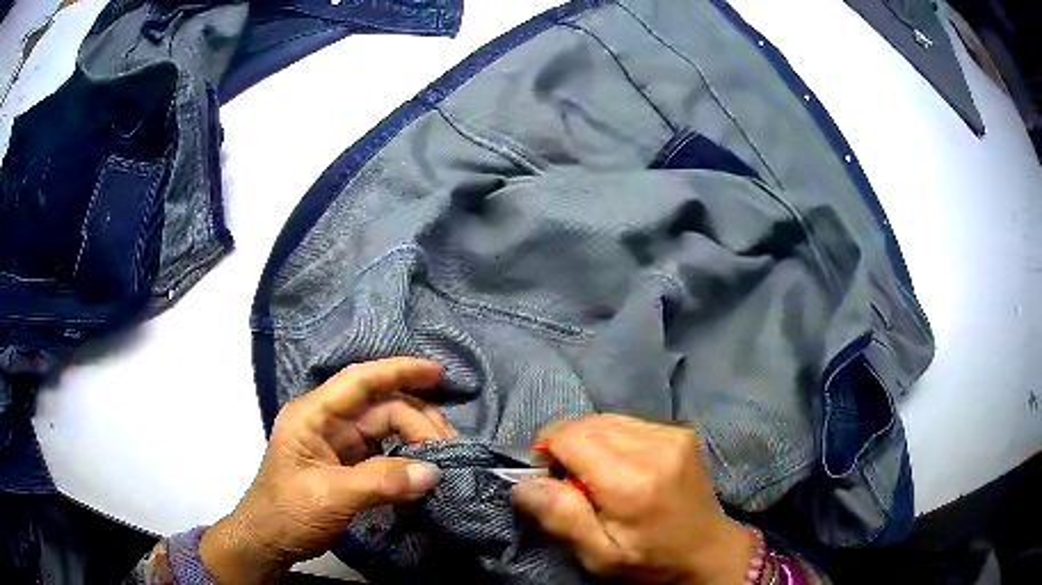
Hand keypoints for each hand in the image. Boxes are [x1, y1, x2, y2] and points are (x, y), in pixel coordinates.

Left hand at [200, 357, 454, 583]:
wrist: (268, 541)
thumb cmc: (288, 512)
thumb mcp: (332, 496)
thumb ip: (382, 481)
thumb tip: (434, 472)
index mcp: (313, 415)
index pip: (359, 381)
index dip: (398, 371)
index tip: (437, 373)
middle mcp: (327, 422)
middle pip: (381, 408)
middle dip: (418, 421)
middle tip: (450, 448)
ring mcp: (338, 444)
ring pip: (386, 429)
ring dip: (416, 441)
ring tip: (444, 459)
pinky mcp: (348, 466)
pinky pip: (385, 453)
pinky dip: (406, 461)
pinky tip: (424, 472)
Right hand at [512, 415, 754, 584]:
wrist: (707, 552)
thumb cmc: (649, 562)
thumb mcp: (598, 555)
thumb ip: (560, 516)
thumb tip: (522, 482)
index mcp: (632, 480)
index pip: (569, 435)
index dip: (548, 451)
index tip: (550, 480)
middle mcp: (655, 446)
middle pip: (586, 423)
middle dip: (567, 446)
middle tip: (573, 484)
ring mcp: (672, 434)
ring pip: (605, 419)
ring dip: (590, 442)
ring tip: (598, 477)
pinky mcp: (680, 432)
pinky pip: (627, 423)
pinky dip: (612, 440)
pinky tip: (622, 468)